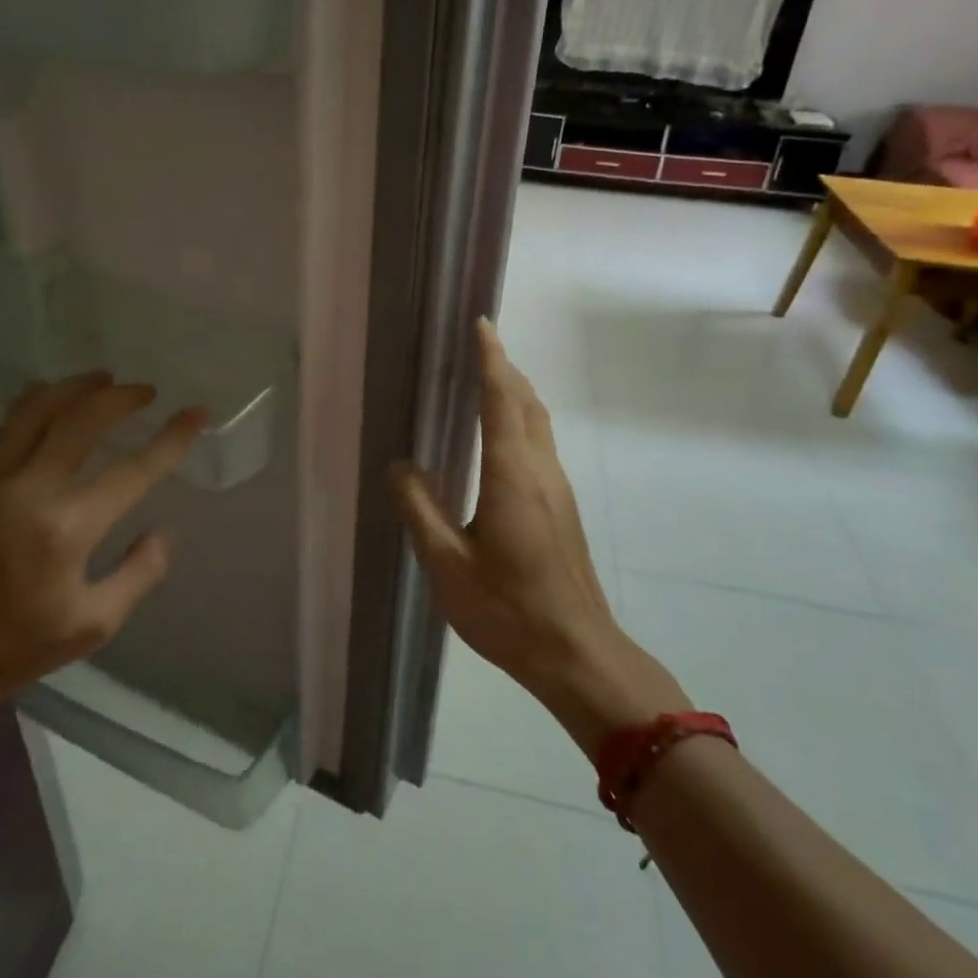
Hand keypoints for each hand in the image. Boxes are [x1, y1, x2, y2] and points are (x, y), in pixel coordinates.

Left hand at [0, 371, 204, 707]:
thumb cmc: (13, 646)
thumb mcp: (92, 626)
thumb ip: (138, 575)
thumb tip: (161, 532)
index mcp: (66, 529)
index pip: (132, 470)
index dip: (171, 438)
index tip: (195, 413)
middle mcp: (30, 490)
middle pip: (81, 419)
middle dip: (121, 397)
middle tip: (147, 391)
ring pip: (38, 409)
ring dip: (76, 386)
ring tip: (104, 378)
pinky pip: (10, 425)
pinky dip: (39, 402)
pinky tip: (53, 398)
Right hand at [389, 319, 687, 758]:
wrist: (578, 654)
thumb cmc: (508, 611)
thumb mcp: (448, 565)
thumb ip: (421, 509)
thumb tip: (399, 464)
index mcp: (512, 476)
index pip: (502, 400)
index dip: (491, 359)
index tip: (482, 324)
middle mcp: (541, 471)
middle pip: (527, 402)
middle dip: (505, 367)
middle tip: (478, 344)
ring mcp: (558, 489)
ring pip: (539, 422)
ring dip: (516, 391)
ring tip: (488, 377)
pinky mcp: (562, 507)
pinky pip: (540, 443)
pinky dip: (521, 418)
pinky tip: (502, 436)